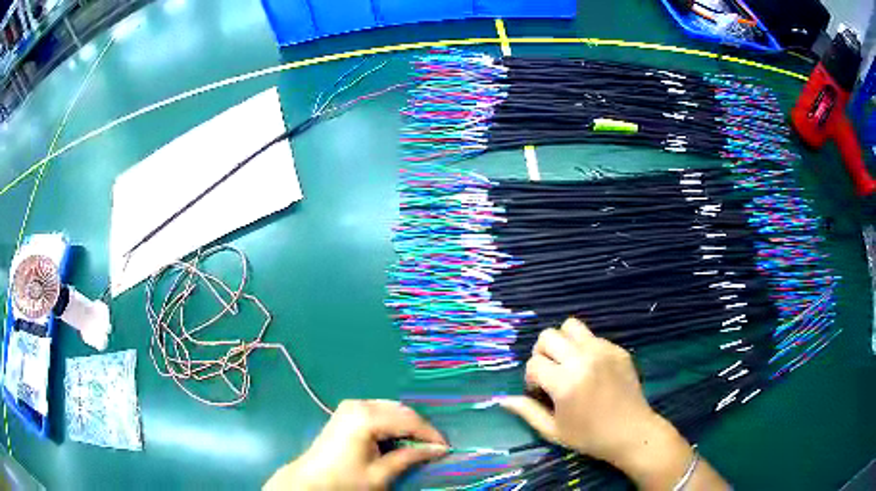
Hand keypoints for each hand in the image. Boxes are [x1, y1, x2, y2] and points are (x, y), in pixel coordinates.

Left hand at [265, 400, 447, 489]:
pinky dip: (393, 422)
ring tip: (419, 444)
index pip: (408, 420)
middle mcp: (359, 404)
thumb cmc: (345, 479)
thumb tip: (438, 449)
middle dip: (420, 428)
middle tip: (435, 446)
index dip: (430, 434)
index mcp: (366, 417)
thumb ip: (410, 457)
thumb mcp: (381, 473)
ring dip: (407, 424)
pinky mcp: (348, 411)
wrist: (311, 480)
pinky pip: (379, 411)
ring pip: (391, 409)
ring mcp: (352, 405)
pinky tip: (398, 437)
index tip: (446, 448)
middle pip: (401, 410)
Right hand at [500, 318, 726, 489]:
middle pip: (548, 336)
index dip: (531, 378)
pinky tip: (592, 370)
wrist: (632, 432)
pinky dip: (584, 348)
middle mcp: (583, 360)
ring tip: (569, 363)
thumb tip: (502, 399)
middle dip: (542, 353)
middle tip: (551, 373)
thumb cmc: (590, 436)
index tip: (540, 392)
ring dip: (563, 342)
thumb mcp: (553, 430)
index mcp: (565, 383)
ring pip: (571, 326)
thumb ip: (527, 411)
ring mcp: (603, 351)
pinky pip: (592, 337)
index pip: (533, 363)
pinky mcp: (618, 349)